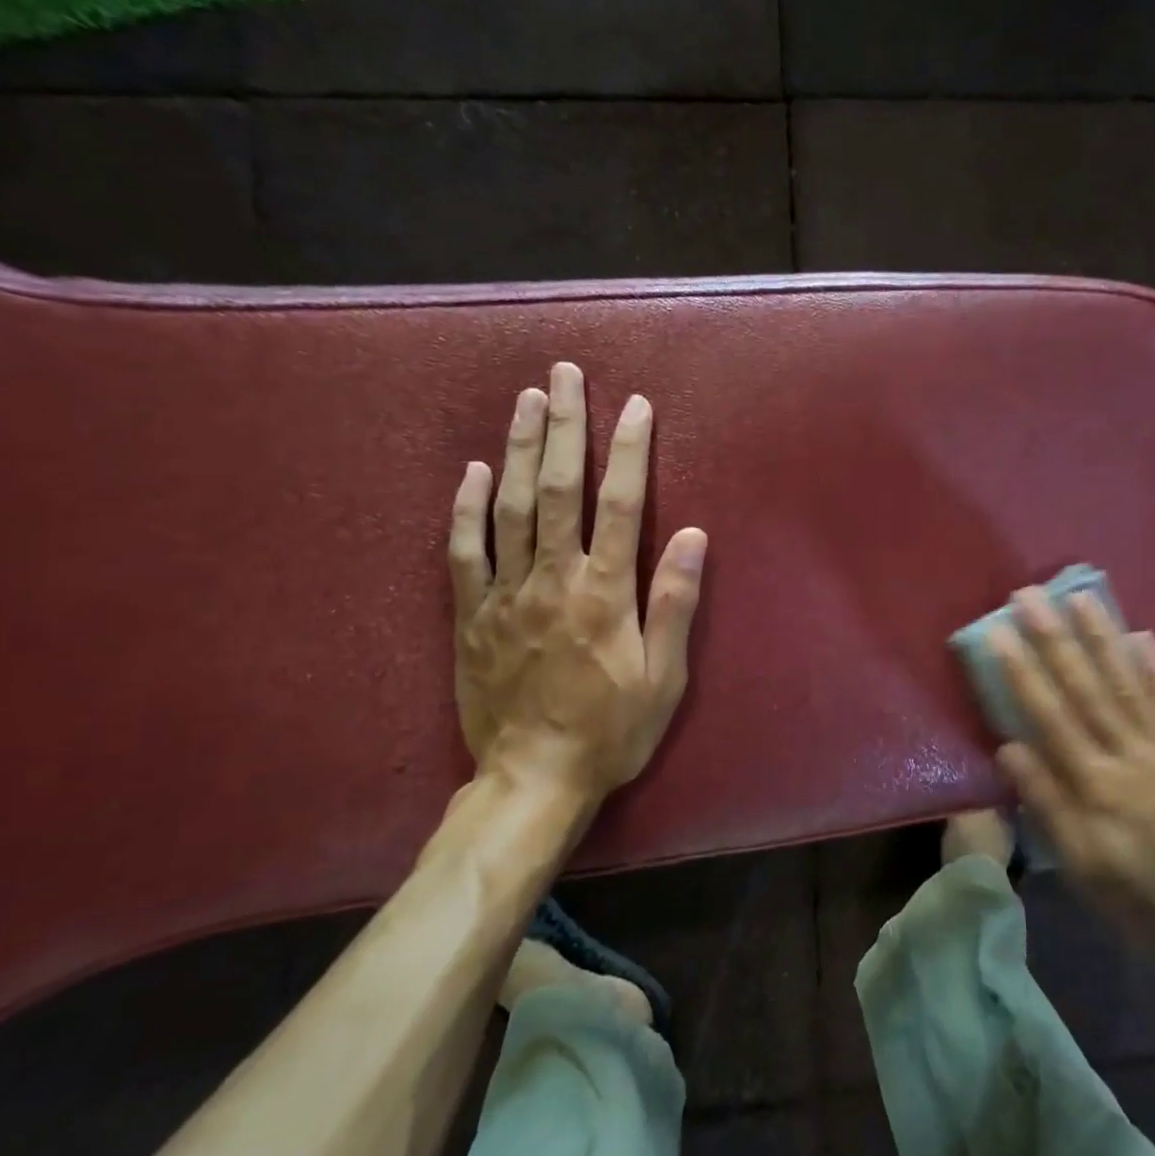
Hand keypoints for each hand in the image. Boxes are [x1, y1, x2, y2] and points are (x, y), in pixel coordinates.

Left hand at [447, 363, 706, 804]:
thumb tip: (690, 533)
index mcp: (603, 592)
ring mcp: (504, 595)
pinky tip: (474, 471)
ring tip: (527, 399)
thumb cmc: (612, 730)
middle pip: (557, 488)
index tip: (634, 405)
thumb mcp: (664, 677)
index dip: (627, 450)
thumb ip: (674, 602)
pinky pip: (463, 552)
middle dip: (565, 426)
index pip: (618, 503)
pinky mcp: (471, 617)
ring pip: (510, 507)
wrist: (532, 780)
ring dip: (520, 448)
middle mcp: (552, 579)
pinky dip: (467, 508)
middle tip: (565, 375)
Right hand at [990, 588, 1154, 953]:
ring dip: (1103, 638)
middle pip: (1085, 687)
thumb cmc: (1137, 895)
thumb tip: (1009, 747)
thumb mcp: (1080, 864)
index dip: (1023, 671)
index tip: (1000, 631)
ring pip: (1127, 683)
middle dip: (1055, 638)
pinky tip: (1141, 635)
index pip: (1050, 715)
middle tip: (1031, 596)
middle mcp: (1128, 755)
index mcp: (1094, 785)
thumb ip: (1046, 802)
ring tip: (1081, 597)